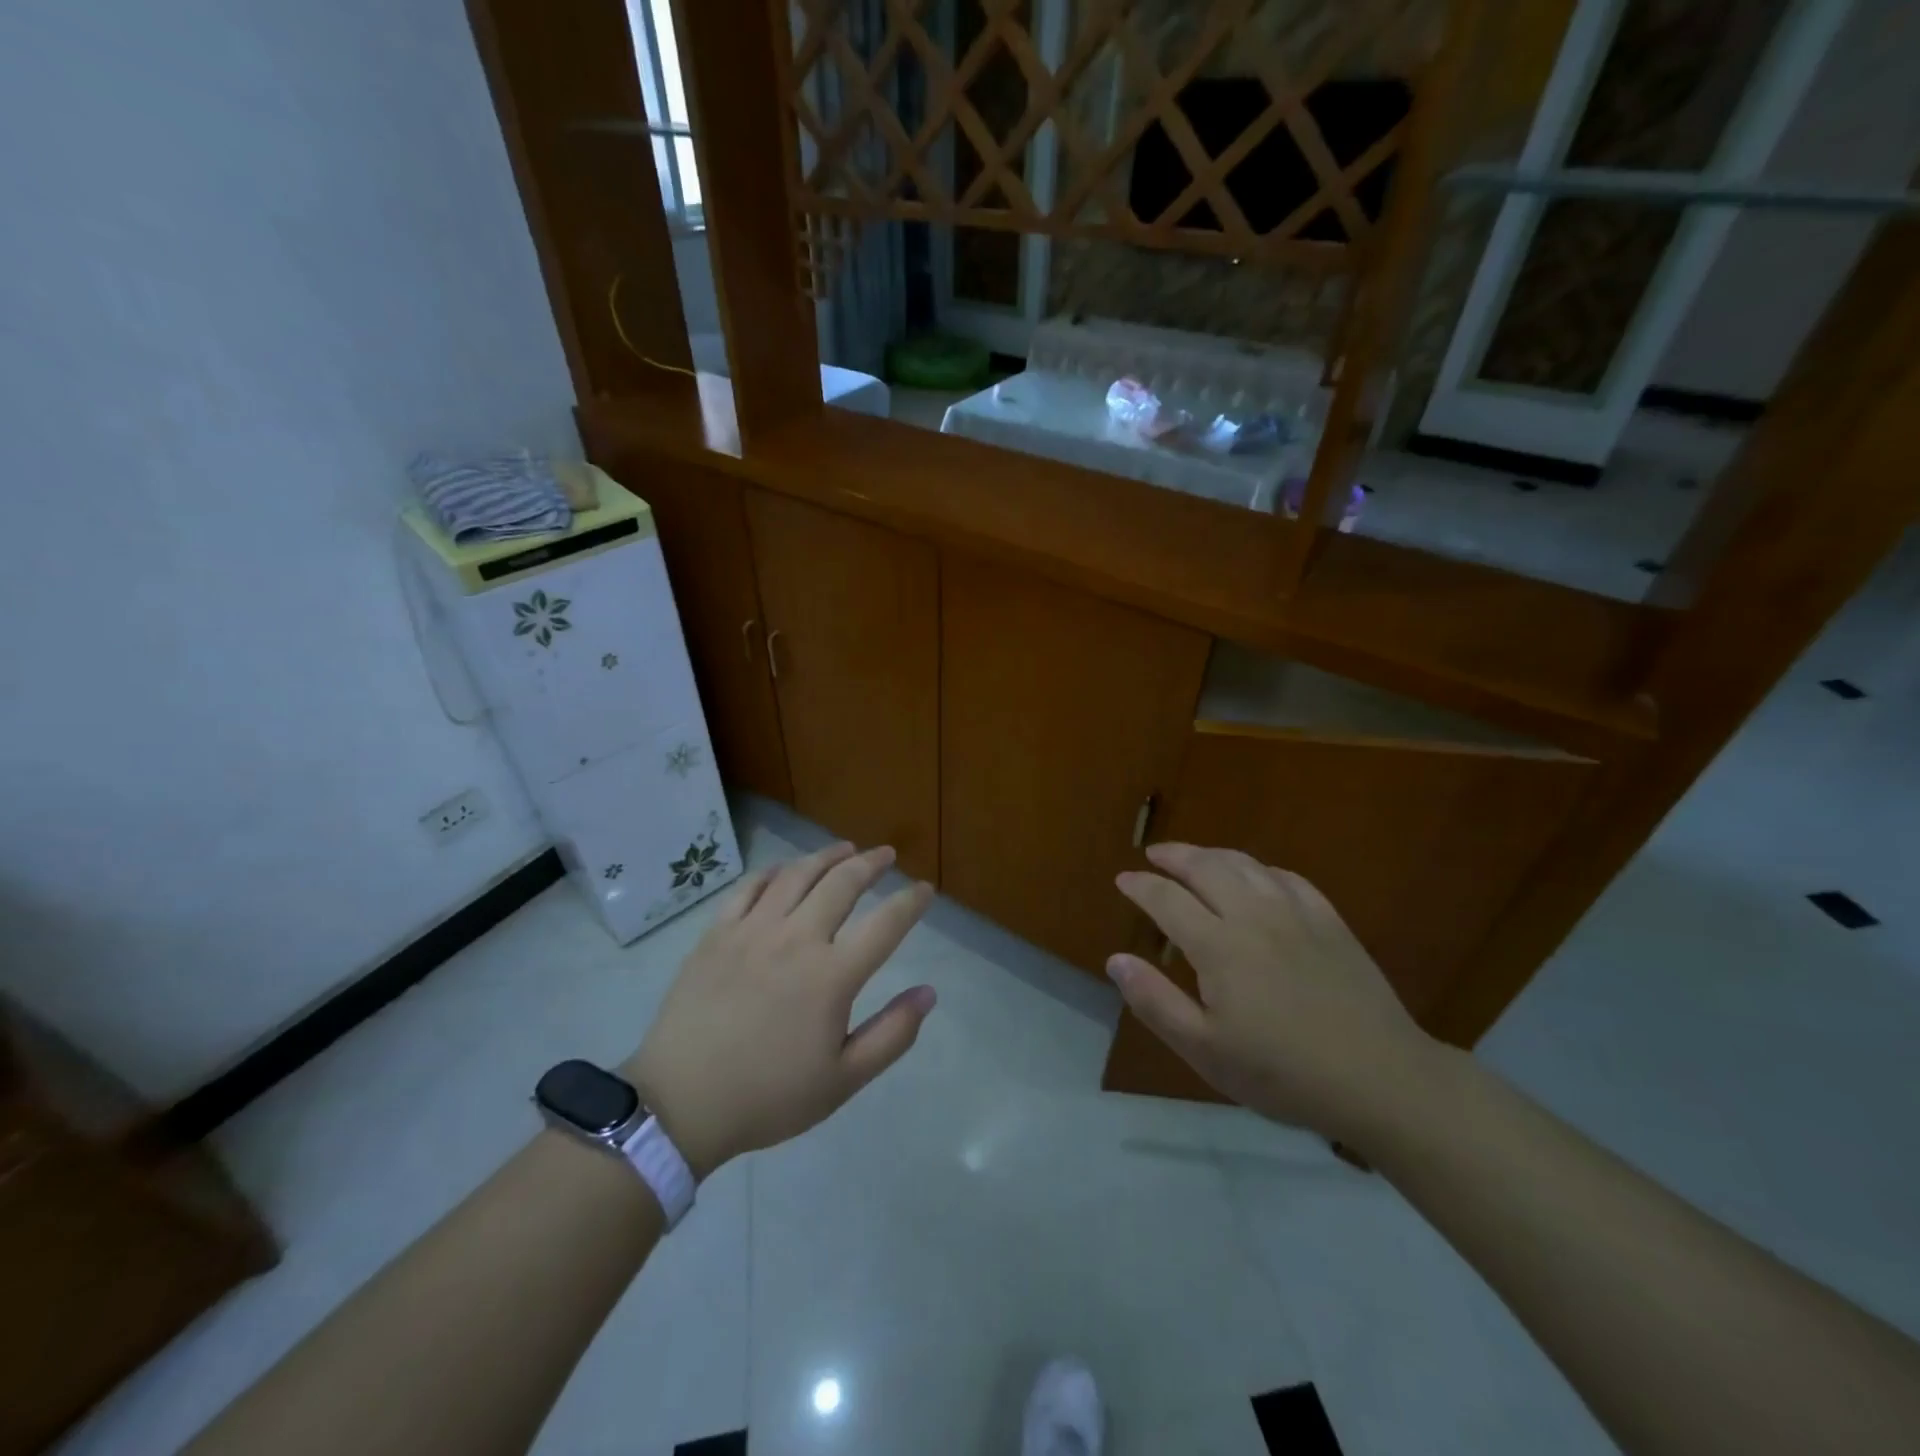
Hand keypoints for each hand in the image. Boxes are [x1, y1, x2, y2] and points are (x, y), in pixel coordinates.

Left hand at [622, 842, 935, 1178]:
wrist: (681, 1104)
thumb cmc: (769, 1096)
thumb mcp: (843, 1080)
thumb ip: (892, 1034)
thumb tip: (929, 992)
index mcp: (832, 975)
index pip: (886, 924)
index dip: (911, 902)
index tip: (925, 890)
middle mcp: (796, 939)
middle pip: (842, 883)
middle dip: (871, 863)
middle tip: (886, 855)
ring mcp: (752, 930)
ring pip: (797, 875)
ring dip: (827, 856)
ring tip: (845, 849)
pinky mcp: (717, 933)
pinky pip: (750, 887)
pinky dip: (775, 872)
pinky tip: (785, 870)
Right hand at [1110, 843, 1439, 1145]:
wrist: (1380, 1079)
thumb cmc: (1282, 1072)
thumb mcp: (1205, 1050)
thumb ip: (1155, 1002)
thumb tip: (1116, 960)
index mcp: (1218, 946)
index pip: (1167, 899)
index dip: (1141, 886)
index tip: (1123, 879)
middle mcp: (1253, 915)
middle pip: (1206, 867)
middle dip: (1174, 856)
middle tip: (1153, 855)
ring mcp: (1296, 914)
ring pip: (1246, 865)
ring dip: (1213, 854)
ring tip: (1195, 857)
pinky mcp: (1330, 922)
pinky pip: (1288, 878)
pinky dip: (1260, 868)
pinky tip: (1256, 876)